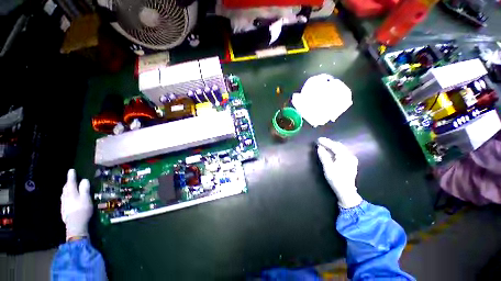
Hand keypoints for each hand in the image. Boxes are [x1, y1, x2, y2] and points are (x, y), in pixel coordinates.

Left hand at [61, 169, 92, 240]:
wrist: (75, 224)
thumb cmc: (82, 209)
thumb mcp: (86, 198)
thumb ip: (85, 189)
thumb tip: (84, 180)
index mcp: (71, 193)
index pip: (71, 182)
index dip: (71, 176)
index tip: (71, 170)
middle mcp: (65, 197)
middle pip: (66, 188)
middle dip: (68, 183)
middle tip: (71, 179)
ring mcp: (64, 204)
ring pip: (64, 194)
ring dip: (66, 190)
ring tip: (69, 188)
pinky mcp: (64, 210)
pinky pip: (64, 200)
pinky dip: (66, 197)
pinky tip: (68, 200)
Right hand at [317, 137, 362, 207]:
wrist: (346, 191)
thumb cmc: (336, 179)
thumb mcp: (328, 167)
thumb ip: (323, 156)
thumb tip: (319, 147)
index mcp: (345, 156)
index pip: (334, 146)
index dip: (326, 142)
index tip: (318, 139)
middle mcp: (350, 156)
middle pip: (338, 146)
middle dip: (329, 143)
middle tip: (320, 142)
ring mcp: (352, 159)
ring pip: (341, 149)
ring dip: (332, 146)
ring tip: (324, 145)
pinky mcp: (351, 163)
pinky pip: (342, 153)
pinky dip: (336, 150)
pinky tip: (331, 151)